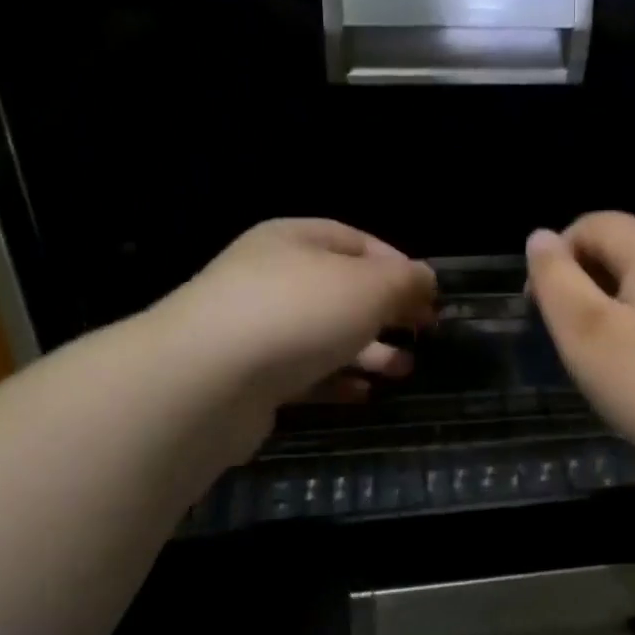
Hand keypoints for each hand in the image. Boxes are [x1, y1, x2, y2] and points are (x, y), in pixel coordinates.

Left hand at [150, 219, 436, 459]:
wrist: (204, 381)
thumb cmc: (298, 314)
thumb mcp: (368, 287)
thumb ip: (405, 281)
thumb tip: (425, 280)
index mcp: (295, 239)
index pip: (357, 241)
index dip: (398, 266)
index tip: (429, 298)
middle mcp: (272, 277)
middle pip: (342, 290)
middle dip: (387, 313)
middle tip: (423, 335)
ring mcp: (256, 329)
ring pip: (324, 335)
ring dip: (368, 351)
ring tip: (403, 371)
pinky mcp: (249, 376)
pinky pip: (303, 373)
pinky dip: (336, 381)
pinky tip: (364, 395)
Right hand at [525, 212, 634, 488]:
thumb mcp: (588, 334)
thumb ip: (556, 280)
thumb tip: (540, 237)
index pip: (590, 224)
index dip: (555, 259)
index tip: (542, 311)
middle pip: (620, 251)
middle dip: (584, 287)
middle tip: (572, 344)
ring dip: (615, 312)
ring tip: (607, 364)